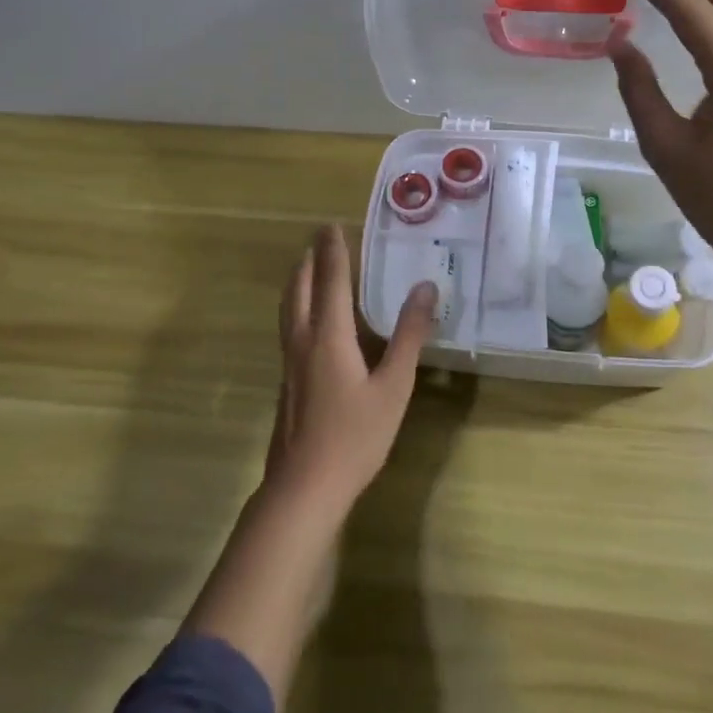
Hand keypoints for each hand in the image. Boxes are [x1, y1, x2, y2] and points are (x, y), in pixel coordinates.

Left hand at [264, 224, 436, 519]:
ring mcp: (289, 362)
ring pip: (288, 308)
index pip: (330, 280)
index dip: (332, 251)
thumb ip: (409, 336)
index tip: (332, 224)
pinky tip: (307, 319)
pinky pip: (289, 326)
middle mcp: (303, 340)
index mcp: (329, 335)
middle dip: (309, 259)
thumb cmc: (355, 436)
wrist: (304, 487)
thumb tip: (426, 288)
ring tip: (305, 267)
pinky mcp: (286, 380)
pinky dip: (296, 305)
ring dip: (297, 280)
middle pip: (300, 288)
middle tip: (319, 238)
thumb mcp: (394, 386)